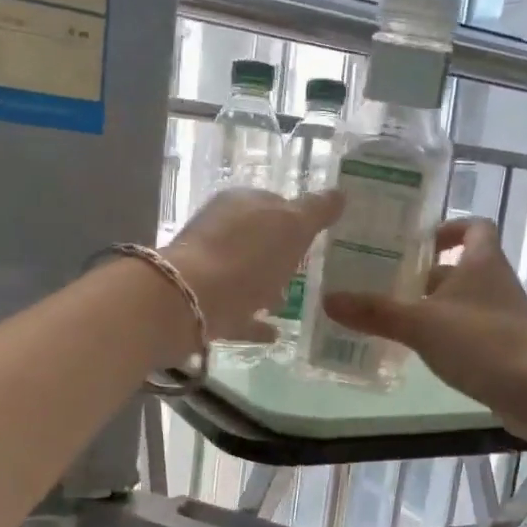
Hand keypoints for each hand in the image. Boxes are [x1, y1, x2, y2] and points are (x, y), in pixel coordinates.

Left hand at [164, 188, 343, 346]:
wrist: (188, 302)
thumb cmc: (246, 257)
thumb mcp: (292, 227)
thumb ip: (315, 210)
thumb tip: (338, 193)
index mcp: (240, 203)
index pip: (274, 203)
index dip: (297, 217)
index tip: (317, 236)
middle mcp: (220, 230)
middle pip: (256, 239)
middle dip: (279, 253)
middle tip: (306, 270)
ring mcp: (208, 268)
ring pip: (244, 274)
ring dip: (265, 285)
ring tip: (290, 302)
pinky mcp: (202, 304)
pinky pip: (236, 311)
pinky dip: (254, 320)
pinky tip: (274, 333)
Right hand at [322, 217, 526, 424]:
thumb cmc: (481, 342)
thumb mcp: (420, 324)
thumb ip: (375, 312)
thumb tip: (328, 299)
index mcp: (483, 262)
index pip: (475, 226)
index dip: (449, 228)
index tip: (419, 243)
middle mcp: (496, 282)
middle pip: (463, 267)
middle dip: (427, 274)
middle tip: (388, 283)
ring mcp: (503, 316)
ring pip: (464, 301)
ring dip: (435, 306)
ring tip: (395, 318)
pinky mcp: (505, 347)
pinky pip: (470, 330)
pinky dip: (448, 334)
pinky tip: (422, 350)